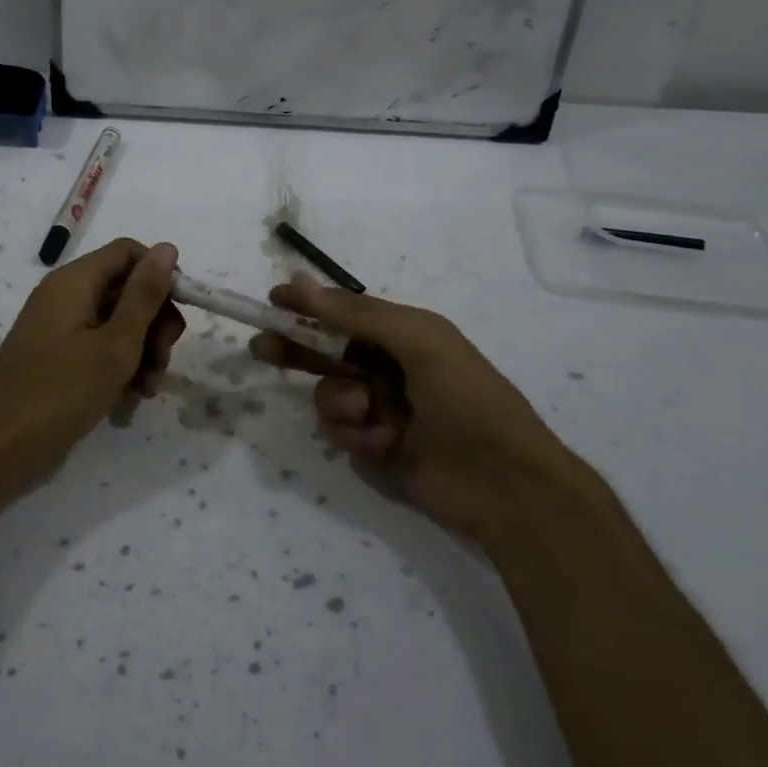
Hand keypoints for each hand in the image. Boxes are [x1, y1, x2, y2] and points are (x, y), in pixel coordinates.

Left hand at [0, 238, 183, 511]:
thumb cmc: (60, 393)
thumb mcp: (115, 344)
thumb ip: (144, 296)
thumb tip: (167, 247)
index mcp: (75, 281)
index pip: (129, 252)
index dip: (160, 276)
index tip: (179, 314)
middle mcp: (65, 296)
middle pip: (127, 289)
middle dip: (155, 322)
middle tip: (162, 360)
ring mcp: (60, 329)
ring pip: (118, 322)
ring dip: (142, 350)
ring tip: (148, 388)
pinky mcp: (58, 358)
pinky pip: (99, 347)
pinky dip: (120, 365)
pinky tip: (132, 397)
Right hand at [249, 274, 569, 537]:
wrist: (505, 485)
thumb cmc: (466, 400)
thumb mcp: (418, 342)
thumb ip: (357, 315)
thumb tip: (302, 282)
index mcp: (404, 335)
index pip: (344, 314)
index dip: (308, 307)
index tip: (273, 301)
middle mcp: (389, 368)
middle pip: (327, 352)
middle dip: (297, 350)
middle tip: (262, 348)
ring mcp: (382, 410)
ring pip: (330, 396)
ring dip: (341, 404)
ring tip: (369, 416)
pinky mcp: (376, 447)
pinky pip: (342, 433)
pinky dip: (358, 436)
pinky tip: (386, 444)